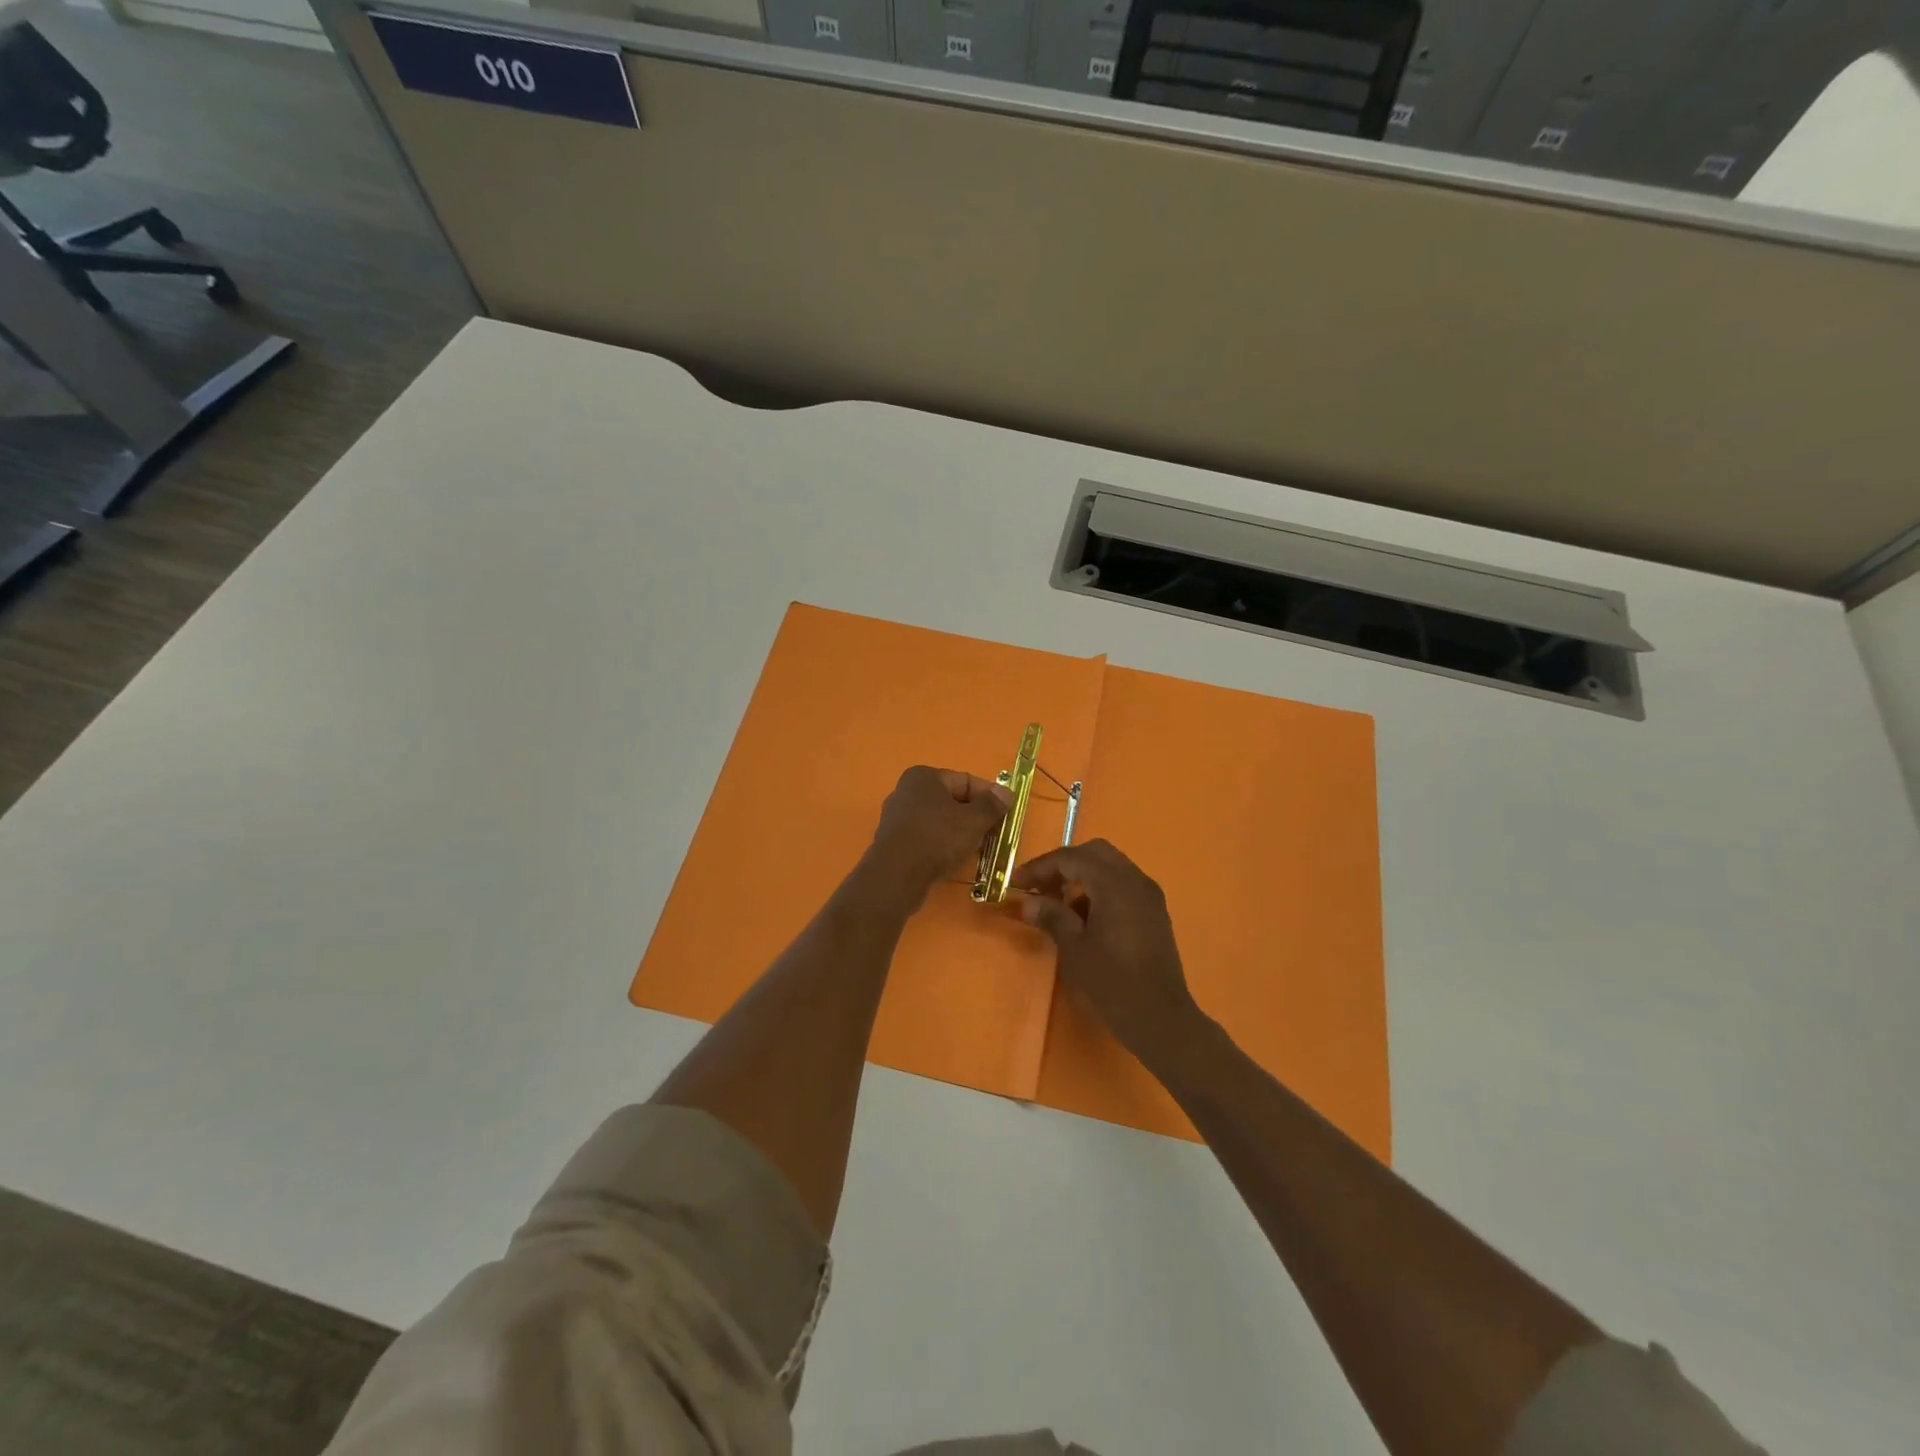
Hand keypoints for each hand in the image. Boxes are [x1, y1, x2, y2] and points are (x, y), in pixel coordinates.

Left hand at [870, 766, 1010, 900]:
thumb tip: (1006, 793)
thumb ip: (992, 805)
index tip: (1006, 813)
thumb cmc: (937, 837)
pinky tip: (955, 858)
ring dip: (961, 832)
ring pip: (940, 820)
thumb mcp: (973, 820)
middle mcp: (906, 791)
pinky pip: (926, 836)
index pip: (965, 780)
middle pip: (952, 800)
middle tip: (994, 833)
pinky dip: (943, 844)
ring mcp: (897, 817)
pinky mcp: (894, 841)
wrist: (897, 875)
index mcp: (923, 776)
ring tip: (978, 848)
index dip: (989, 796)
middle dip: (975, 816)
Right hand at [1012, 840, 1200, 1056]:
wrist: (1161, 1019)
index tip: (1017, 883)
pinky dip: (1100, 888)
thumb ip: (1052, 917)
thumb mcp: (1074, 949)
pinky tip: (1084, 916)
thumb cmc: (1113, 983)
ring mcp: (1149, 895)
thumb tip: (1027, 902)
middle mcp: (1135, 880)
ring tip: (1057, 902)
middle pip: (1094, 853)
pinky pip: (1123, 884)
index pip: (1071, 858)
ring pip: (1110, 866)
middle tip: (1039, 886)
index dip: (1041, 867)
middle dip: (1063, 864)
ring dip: (1082, 875)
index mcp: (1115, 884)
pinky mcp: (1154, 911)